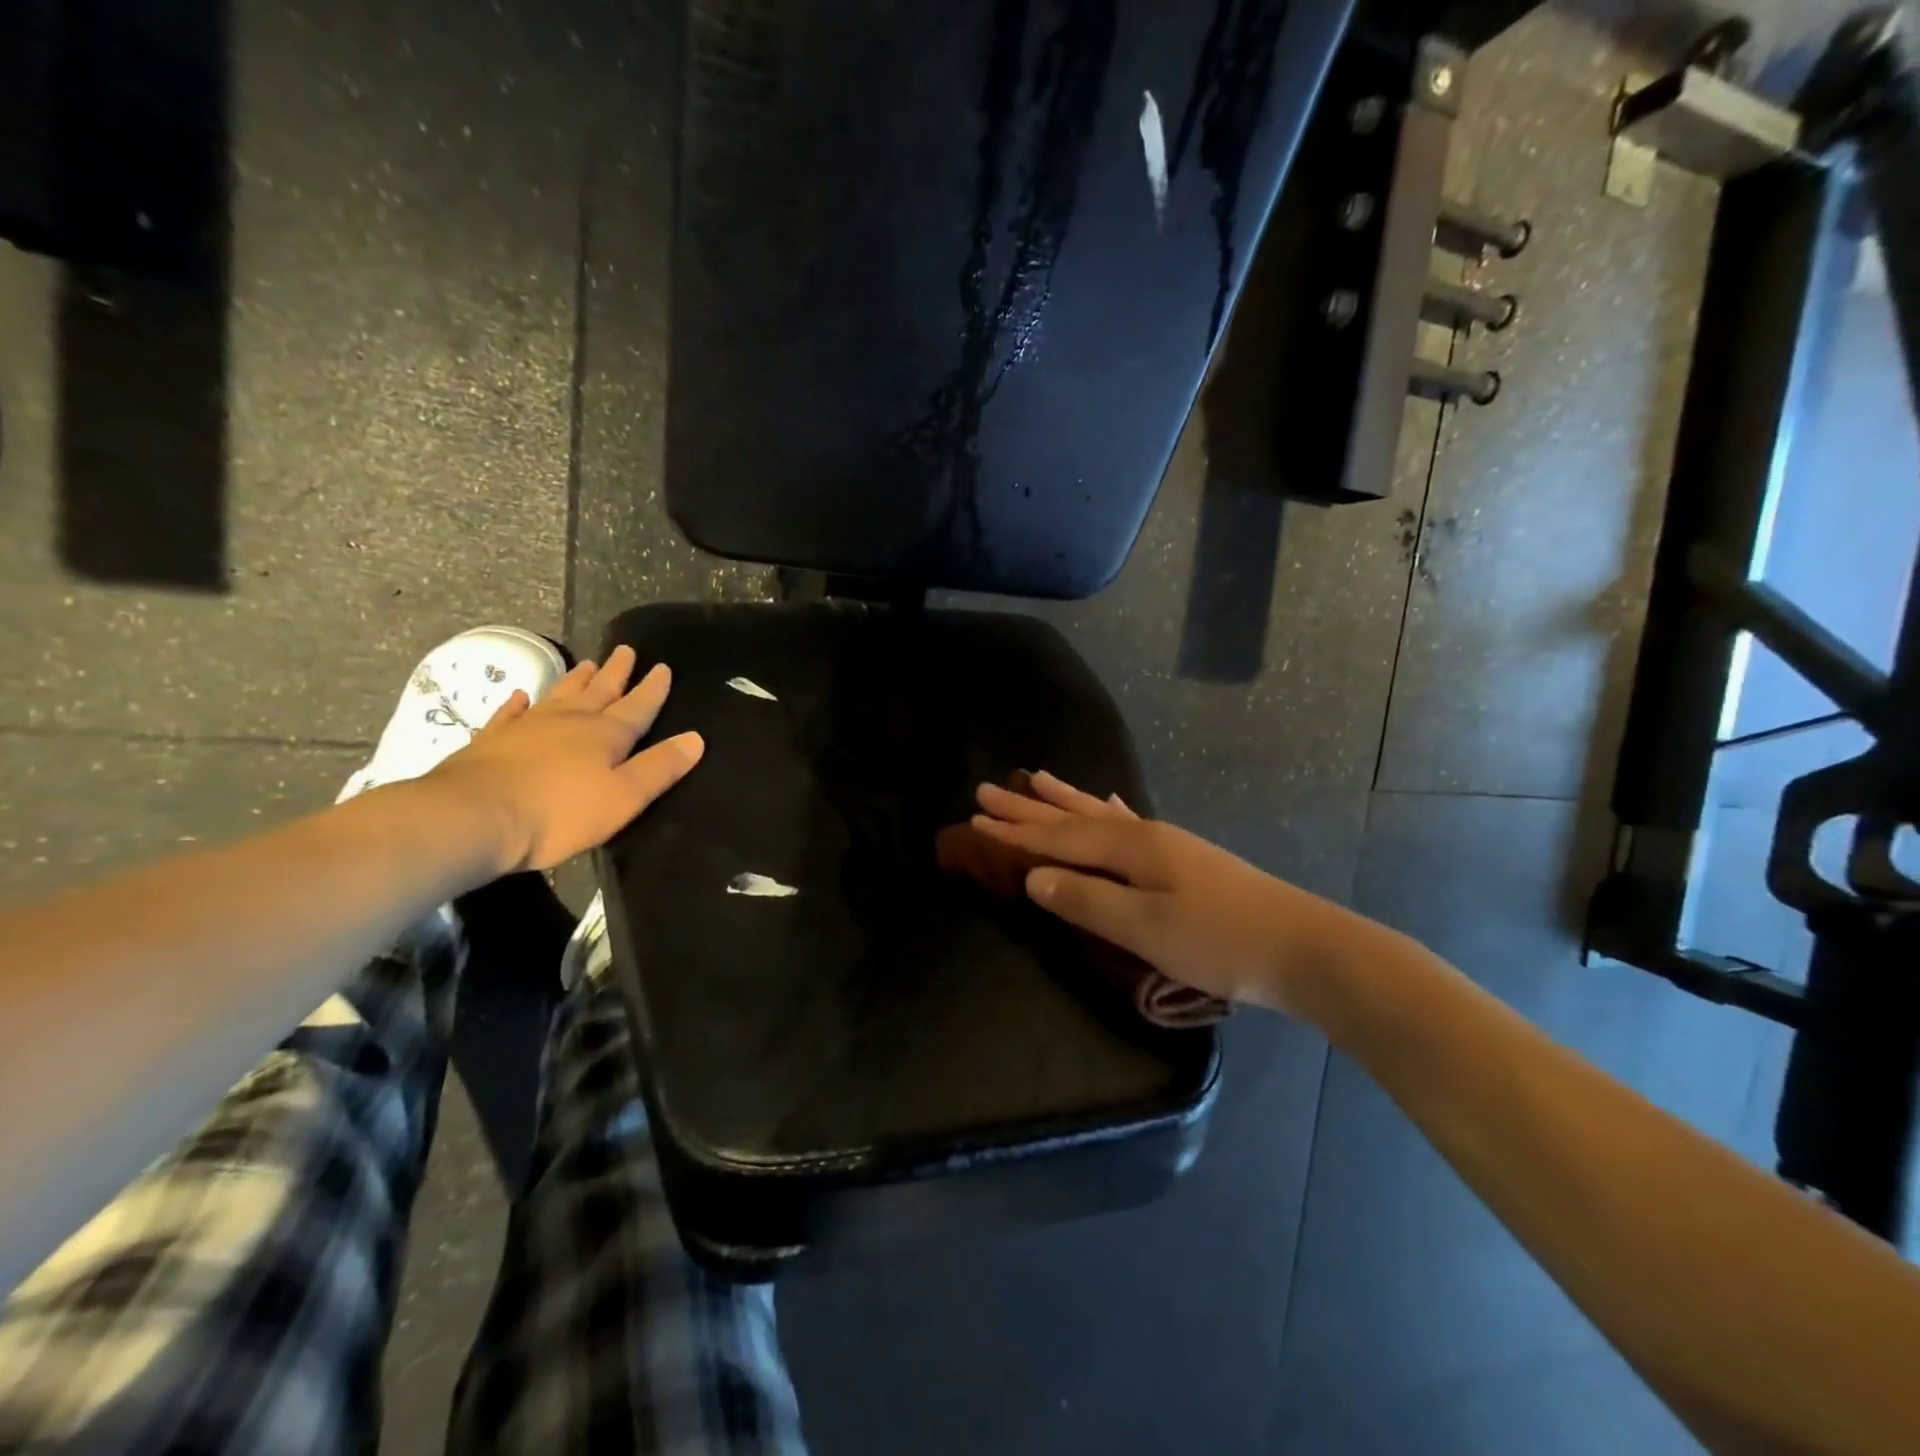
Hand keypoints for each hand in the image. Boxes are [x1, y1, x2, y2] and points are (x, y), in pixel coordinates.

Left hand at [424, 645, 702, 873]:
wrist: (473, 818)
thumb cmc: (560, 813)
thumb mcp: (624, 797)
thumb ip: (660, 767)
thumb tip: (696, 738)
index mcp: (605, 735)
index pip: (637, 707)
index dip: (652, 689)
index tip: (662, 667)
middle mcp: (570, 722)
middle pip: (599, 692)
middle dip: (616, 673)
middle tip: (626, 650)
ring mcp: (527, 727)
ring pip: (559, 695)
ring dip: (577, 680)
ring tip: (588, 663)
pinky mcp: (492, 741)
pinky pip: (510, 714)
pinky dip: (519, 703)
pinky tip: (521, 696)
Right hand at [970, 771, 1367, 1013]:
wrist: (1301, 947)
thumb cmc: (1218, 941)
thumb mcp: (1144, 929)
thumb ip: (1086, 901)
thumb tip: (1033, 879)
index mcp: (1128, 847)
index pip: (1056, 837)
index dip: (1014, 831)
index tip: (973, 818)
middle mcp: (1142, 833)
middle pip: (1072, 816)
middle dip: (1028, 807)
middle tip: (987, 789)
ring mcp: (1165, 842)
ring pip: (1099, 813)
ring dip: (1064, 800)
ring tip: (1036, 779)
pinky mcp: (1182, 858)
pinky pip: (1126, 821)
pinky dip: (1106, 810)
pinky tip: (1108, 801)